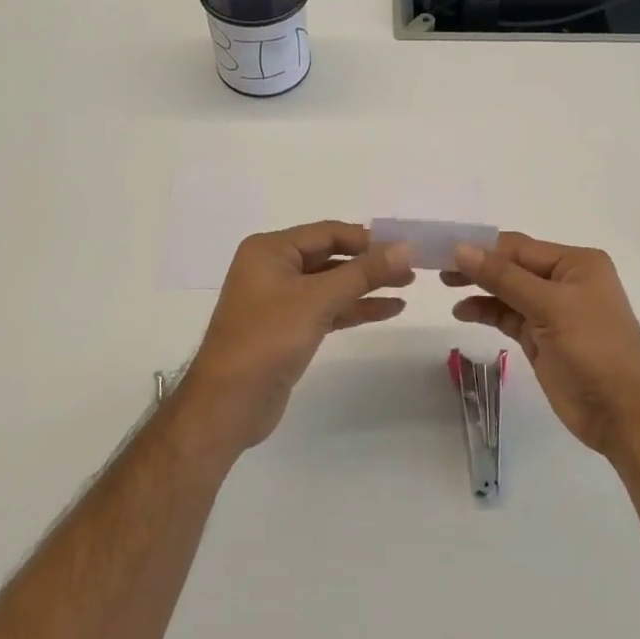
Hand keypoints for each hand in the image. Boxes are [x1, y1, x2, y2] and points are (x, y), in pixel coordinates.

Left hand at [178, 221, 413, 454]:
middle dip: (370, 263)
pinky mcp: (289, 328)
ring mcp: (280, 300)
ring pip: (332, 284)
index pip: (328, 232)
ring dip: (367, 286)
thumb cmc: (267, 340)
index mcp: (270, 250)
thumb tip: (406, 248)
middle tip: (412, 269)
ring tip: (407, 287)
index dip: (367, 239)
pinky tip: (388, 309)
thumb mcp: (317, 300)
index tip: (405, 247)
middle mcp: (273, 268)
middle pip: (331, 256)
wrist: (227, 405)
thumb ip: (363, 272)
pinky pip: (328, 308)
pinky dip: (355, 308)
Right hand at [446, 233, 639, 455]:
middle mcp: (564, 280)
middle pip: (511, 266)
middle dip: (478, 266)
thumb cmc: (594, 349)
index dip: (481, 247)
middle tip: (437, 268)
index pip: (519, 247)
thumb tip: (461, 248)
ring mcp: (553, 311)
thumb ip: (503, 277)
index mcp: (576, 263)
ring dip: (479, 289)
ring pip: (507, 291)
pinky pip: (508, 316)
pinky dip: (487, 311)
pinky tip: (463, 311)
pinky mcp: (542, 338)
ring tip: (445, 287)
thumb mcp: (550, 306)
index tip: (442, 248)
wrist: (624, 414)